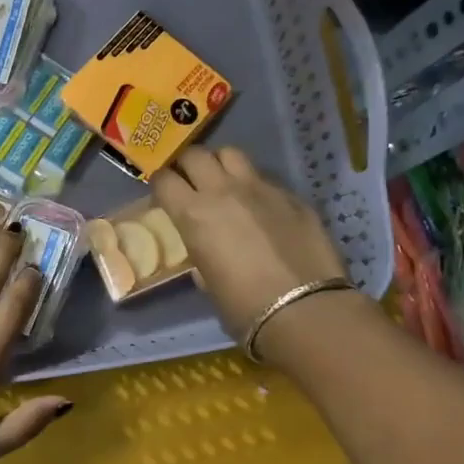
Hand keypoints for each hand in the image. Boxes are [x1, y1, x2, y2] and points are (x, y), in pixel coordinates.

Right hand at [152, 146, 349, 338]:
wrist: (304, 310)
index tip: (162, 195)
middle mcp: (223, 191)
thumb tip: (206, 248)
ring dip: (221, 164)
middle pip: (195, 154)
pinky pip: (265, 178)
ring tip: (223, 182)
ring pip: (231, 154)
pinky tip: (261, 208)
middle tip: (188, 181)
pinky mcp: (292, 196)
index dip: (159, 184)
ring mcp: (261, 188)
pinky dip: (255, 186)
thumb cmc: (243, 306)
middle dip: (186, 165)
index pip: (163, 179)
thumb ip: (201, 253)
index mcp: (193, 214)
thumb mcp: (207, 280)